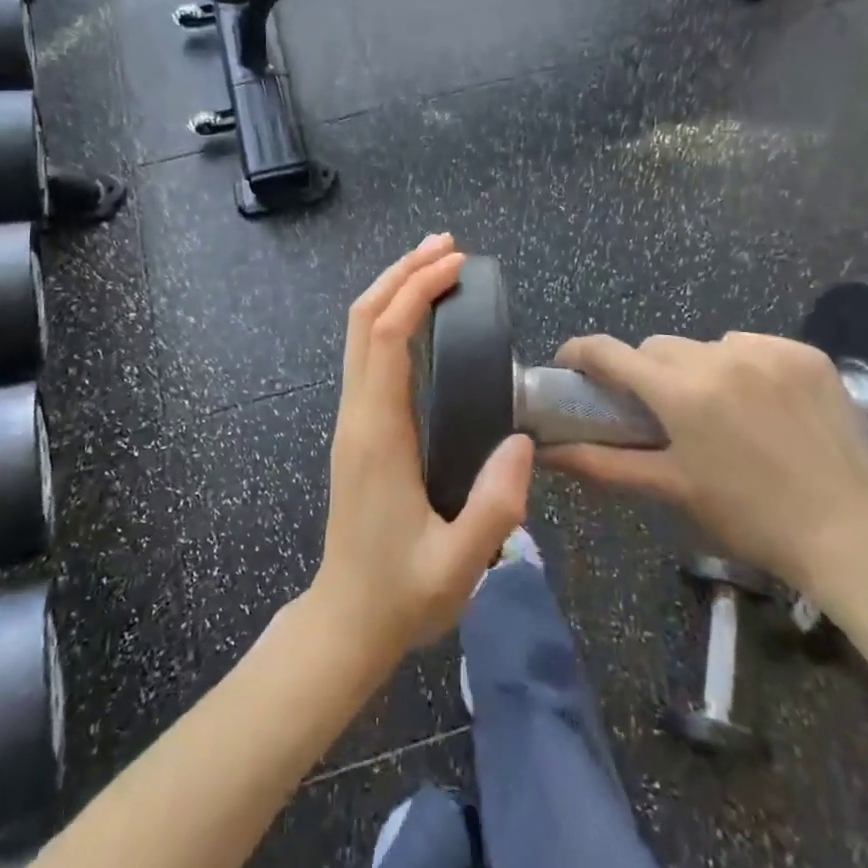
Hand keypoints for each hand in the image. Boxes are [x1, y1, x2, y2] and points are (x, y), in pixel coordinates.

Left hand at [309, 235, 534, 669]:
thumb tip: (522, 440)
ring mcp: (352, 417)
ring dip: (392, 289)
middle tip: (445, 246)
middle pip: (364, 318)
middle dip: (401, 273)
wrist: (345, 621)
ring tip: (435, 265)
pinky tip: (419, 316)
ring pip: (359, 332)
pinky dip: (390, 317)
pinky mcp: (357, 426)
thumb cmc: (400, 594)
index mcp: (377, 432)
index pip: (386, 336)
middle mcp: (357, 412)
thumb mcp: (458, 564)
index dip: (416, 290)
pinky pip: (366, 352)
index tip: (455, 265)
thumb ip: (496, 505)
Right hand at [542, 331, 867, 601]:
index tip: (571, 365)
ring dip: (699, 369)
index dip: (581, 353)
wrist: (853, 535)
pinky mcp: (804, 352)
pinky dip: (745, 367)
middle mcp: (719, 356)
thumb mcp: (673, 489)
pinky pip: (753, 347)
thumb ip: (604, 464)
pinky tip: (764, 405)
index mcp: (681, 392)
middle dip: (649, 373)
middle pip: (659, 348)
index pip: (609, 352)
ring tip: (722, 412)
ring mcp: (766, 350)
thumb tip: (548, 453)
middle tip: (661, 411)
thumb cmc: (751, 518)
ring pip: (706, 345)